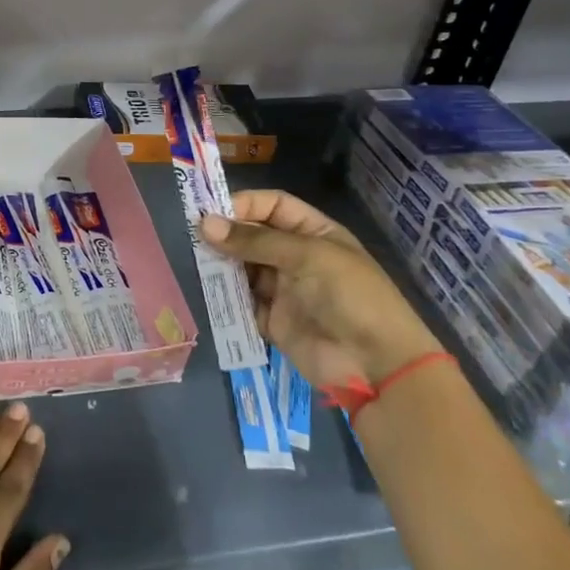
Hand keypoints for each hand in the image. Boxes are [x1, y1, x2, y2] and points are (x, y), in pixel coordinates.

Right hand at [202, 189, 440, 389]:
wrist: (376, 365)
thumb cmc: (349, 295)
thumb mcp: (306, 256)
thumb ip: (255, 241)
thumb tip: (205, 224)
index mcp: (314, 233)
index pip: (273, 206)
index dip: (245, 204)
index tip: (211, 211)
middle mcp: (297, 258)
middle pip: (254, 237)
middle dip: (227, 235)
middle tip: (193, 237)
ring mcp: (285, 290)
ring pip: (244, 269)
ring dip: (223, 266)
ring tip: (197, 263)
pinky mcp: (274, 322)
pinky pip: (243, 304)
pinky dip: (226, 299)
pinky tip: (208, 292)